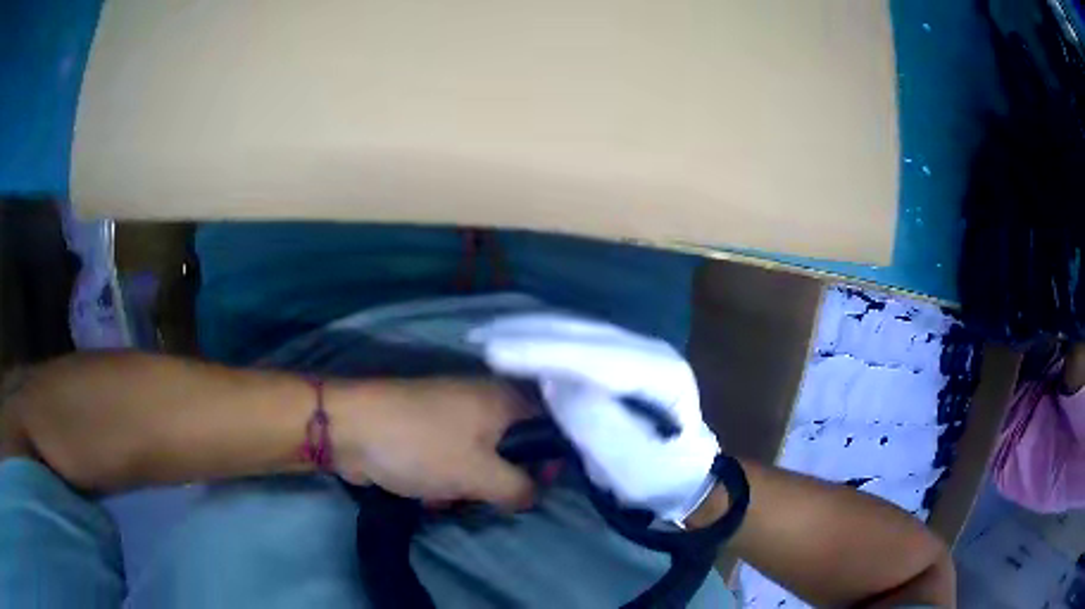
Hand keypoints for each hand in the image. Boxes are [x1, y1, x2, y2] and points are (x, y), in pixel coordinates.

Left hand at [326, 378, 535, 510]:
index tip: (542, 487)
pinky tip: (429, 495)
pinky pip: (452, 461)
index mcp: (503, 399)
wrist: (350, 430)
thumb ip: (519, 488)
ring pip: (481, 459)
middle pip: (514, 447)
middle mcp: (482, 402)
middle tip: (490, 499)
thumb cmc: (422, 446)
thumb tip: (534, 496)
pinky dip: (446, 480)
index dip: (552, 456)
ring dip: (470, 486)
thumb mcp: (480, 474)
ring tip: (449, 498)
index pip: (549, 423)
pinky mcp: (426, 433)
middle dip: (503, 480)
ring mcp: (451, 417)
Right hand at [470, 314, 718, 522]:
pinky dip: (539, 336)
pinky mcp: (619, 355)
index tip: (495, 355)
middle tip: (478, 338)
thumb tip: (557, 384)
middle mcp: (651, 351)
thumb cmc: (657, 480)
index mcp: (662, 376)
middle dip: (528, 333)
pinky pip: (574, 338)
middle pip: (583, 333)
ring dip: (528, 329)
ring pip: (576, 329)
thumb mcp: (632, 469)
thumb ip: (600, 429)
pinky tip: (512, 337)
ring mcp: (636, 349)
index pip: (597, 358)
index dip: (544, 353)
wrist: (680, 477)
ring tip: (485, 333)